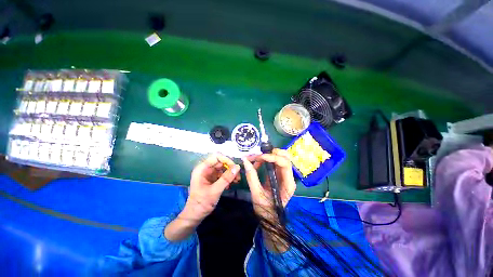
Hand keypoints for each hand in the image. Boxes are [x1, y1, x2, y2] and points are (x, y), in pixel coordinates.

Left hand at [184, 153, 240, 221]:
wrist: (194, 216)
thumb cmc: (201, 204)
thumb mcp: (215, 191)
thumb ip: (226, 178)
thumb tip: (237, 167)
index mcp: (202, 169)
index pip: (216, 157)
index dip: (226, 160)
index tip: (235, 167)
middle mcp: (205, 169)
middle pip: (221, 162)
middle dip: (230, 168)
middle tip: (238, 176)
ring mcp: (209, 174)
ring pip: (223, 168)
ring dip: (230, 173)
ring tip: (237, 181)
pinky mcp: (212, 179)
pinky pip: (222, 175)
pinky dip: (228, 178)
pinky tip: (231, 185)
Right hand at [242, 149, 295, 220]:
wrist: (270, 218)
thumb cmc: (265, 209)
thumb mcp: (257, 194)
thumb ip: (251, 177)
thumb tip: (245, 161)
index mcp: (288, 184)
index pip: (285, 164)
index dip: (272, 158)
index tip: (259, 158)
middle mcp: (289, 177)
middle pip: (285, 157)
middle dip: (272, 153)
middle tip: (259, 155)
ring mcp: (285, 175)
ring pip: (281, 157)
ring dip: (268, 155)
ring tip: (256, 159)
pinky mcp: (279, 174)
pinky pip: (275, 162)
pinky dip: (266, 159)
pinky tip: (258, 163)